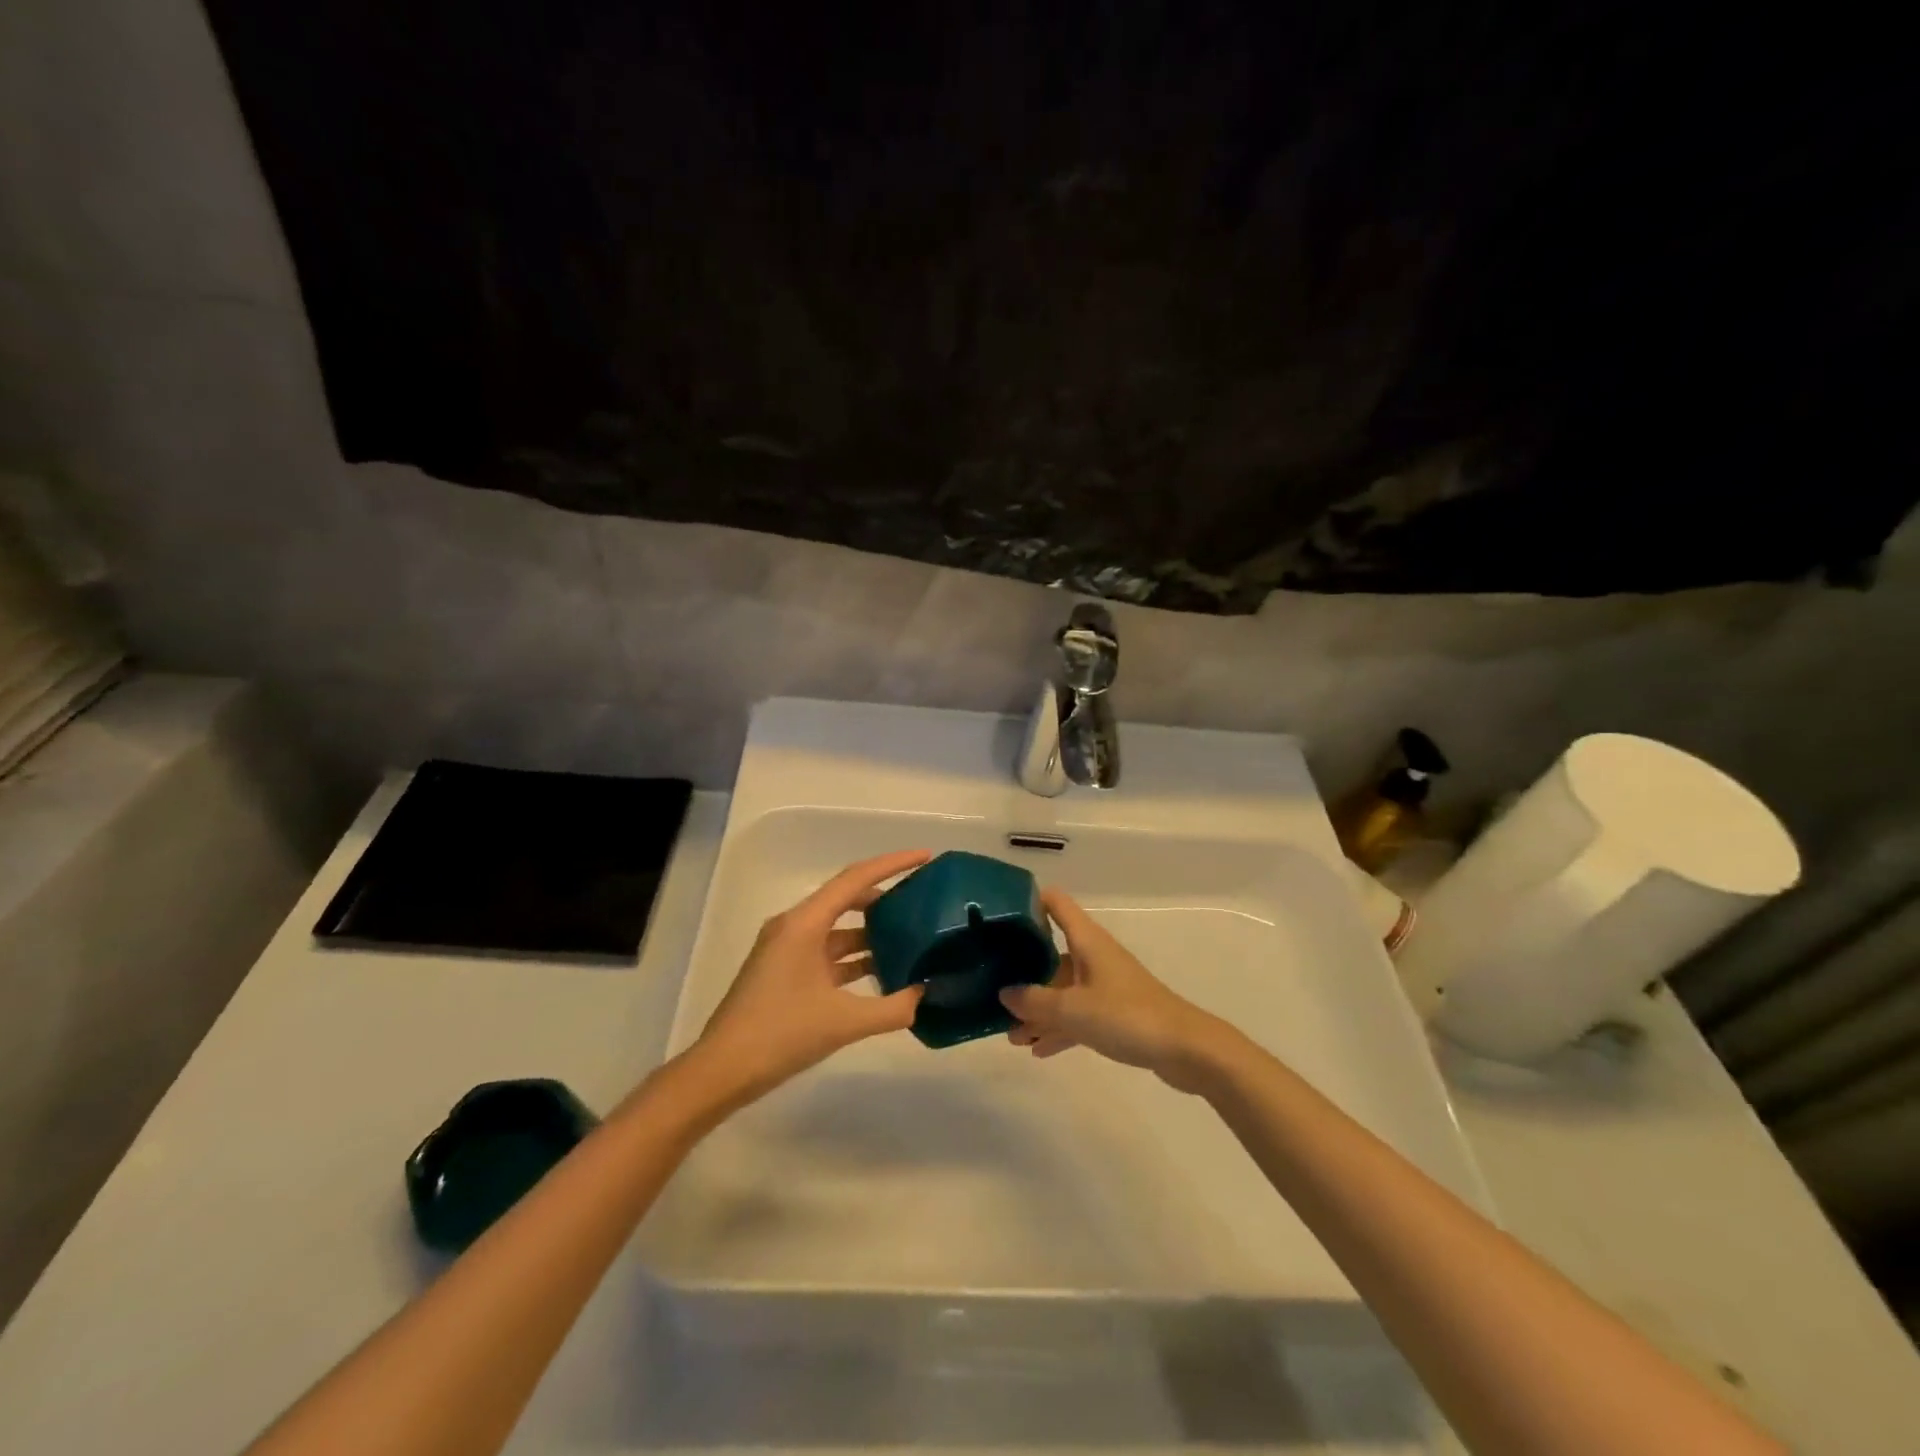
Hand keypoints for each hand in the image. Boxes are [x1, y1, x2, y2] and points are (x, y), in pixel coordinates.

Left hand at [689, 850, 930, 1105]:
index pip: (855, 879)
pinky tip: (881, 972)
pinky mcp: (784, 970)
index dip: (892, 864)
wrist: (722, 1071)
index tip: (924, 857)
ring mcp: (787, 948)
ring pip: (837, 927)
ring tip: (910, 938)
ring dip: (871, 931)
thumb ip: (892, 1008)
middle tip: (921, 901)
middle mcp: (794, 926)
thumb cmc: (780, 1035)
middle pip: (846, 897)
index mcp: (804, 923)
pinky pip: (827, 951)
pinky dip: (854, 956)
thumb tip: (924, 996)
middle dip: (884, 897)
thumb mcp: (843, 1022)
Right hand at [1000, 887, 1227, 1090]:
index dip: (1028, 900)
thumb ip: (1034, 1001)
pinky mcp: (1115, 1012)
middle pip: (1051, 952)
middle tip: (991, 988)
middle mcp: (1094, 956)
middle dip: (1022, 971)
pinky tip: (1038, 1050)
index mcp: (1087, 940)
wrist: (1186, 1050)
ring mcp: (1105, 984)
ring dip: (1038, 1009)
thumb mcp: (1073, 1009)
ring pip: (1062, 990)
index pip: (1055, 903)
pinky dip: (1059, 1028)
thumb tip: (1004, 993)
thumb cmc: (1127, 1016)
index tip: (998, 912)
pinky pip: (1078, 1014)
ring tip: (1011, 1036)